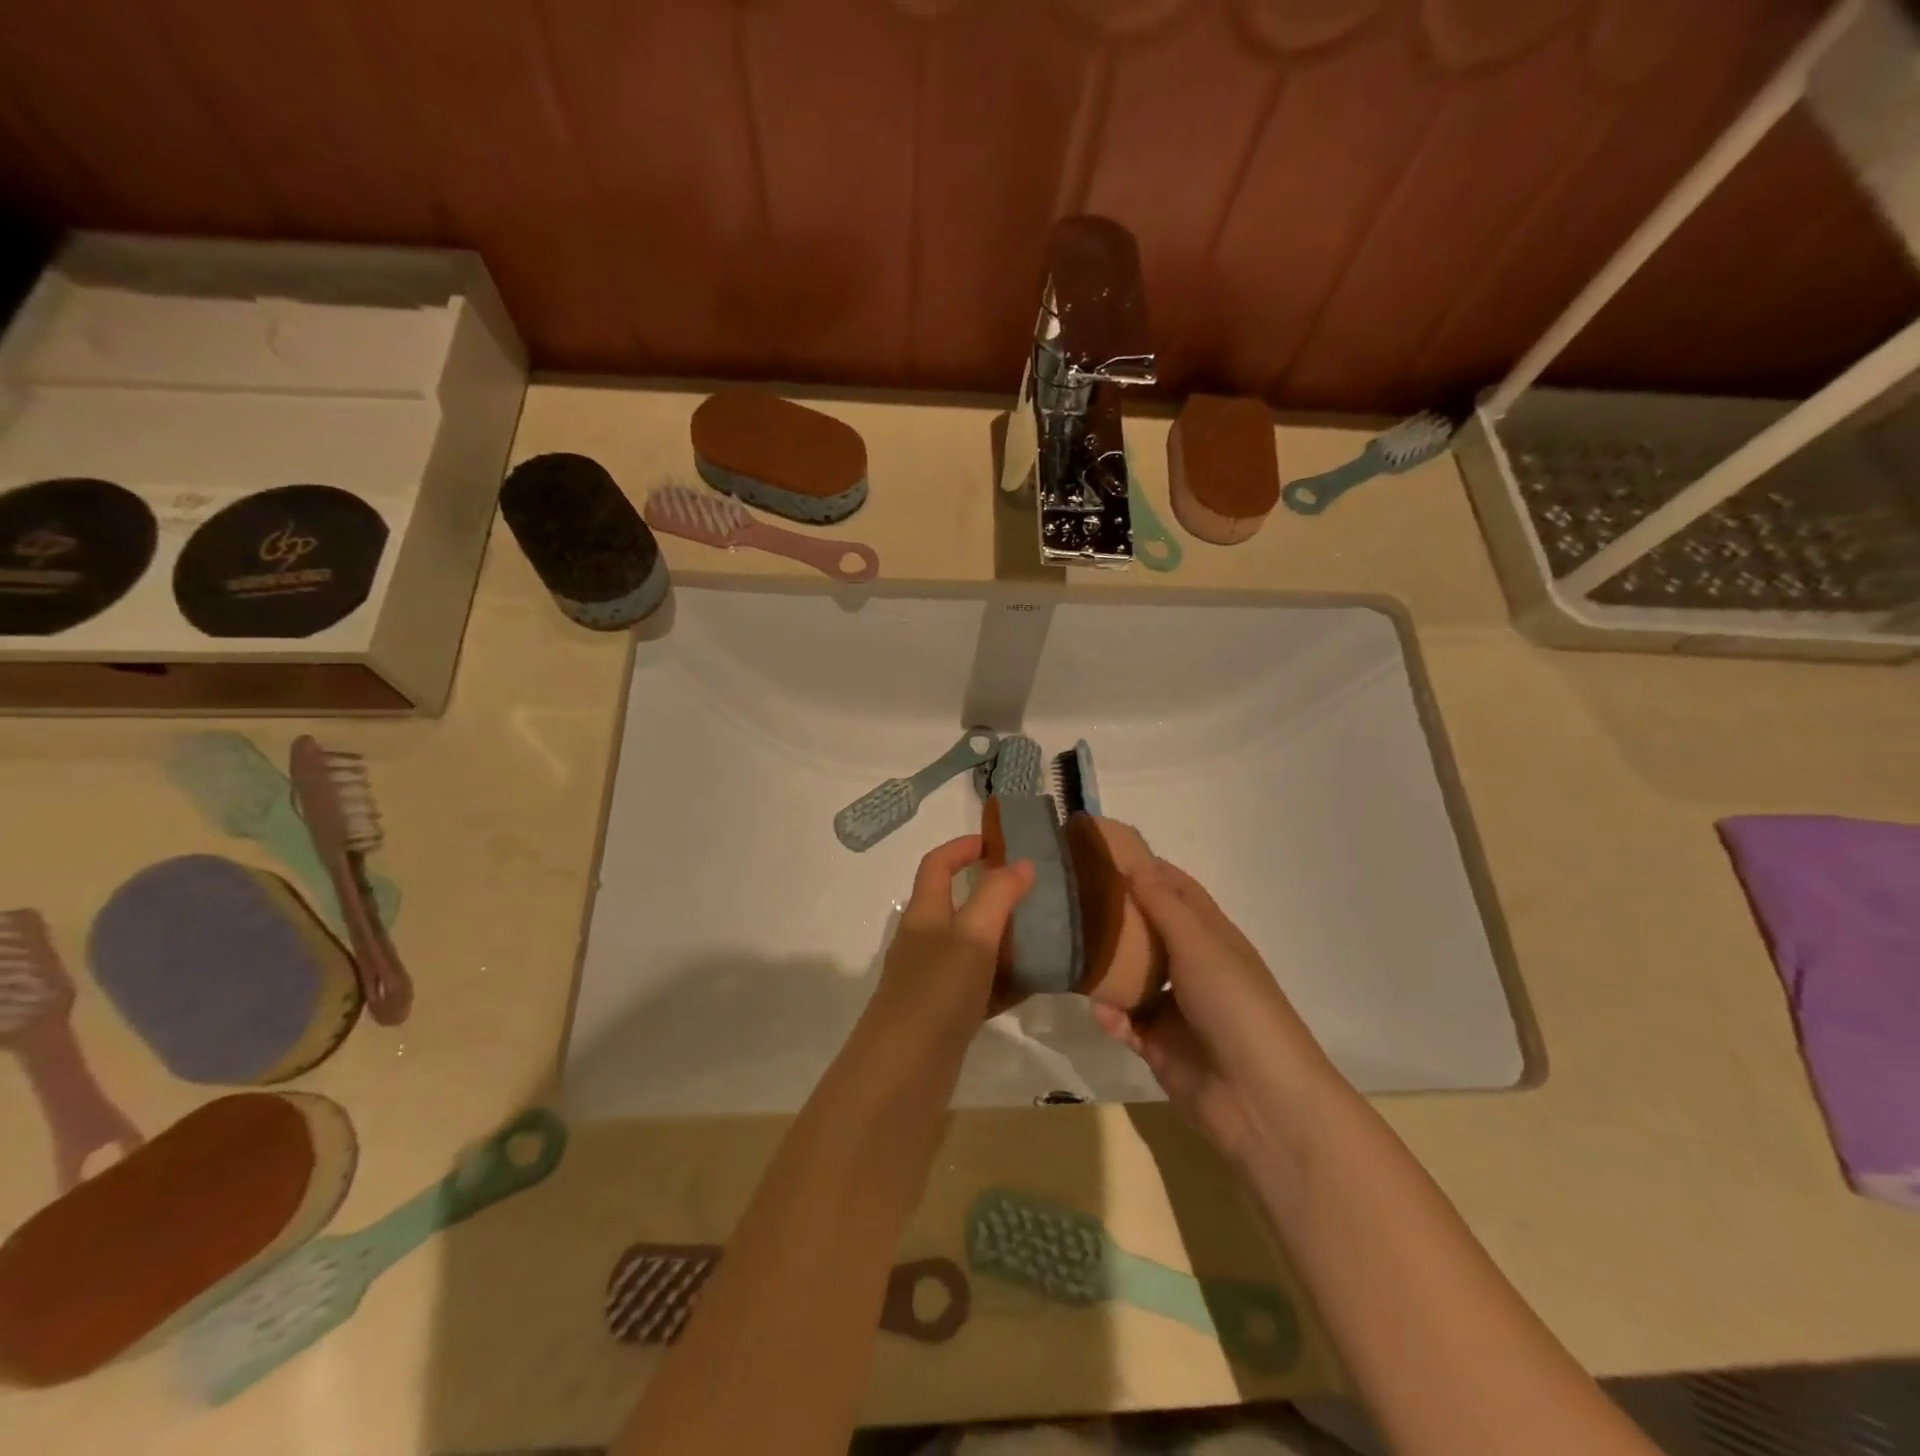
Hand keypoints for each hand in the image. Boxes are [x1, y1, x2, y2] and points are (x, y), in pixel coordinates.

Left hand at [865, 835, 1033, 1049]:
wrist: (903, 1072)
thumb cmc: (936, 991)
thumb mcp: (972, 935)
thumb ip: (997, 895)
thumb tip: (1021, 863)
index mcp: (924, 913)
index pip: (938, 864)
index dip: (963, 847)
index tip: (999, 842)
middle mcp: (924, 941)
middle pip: (955, 903)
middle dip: (991, 892)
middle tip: (1034, 892)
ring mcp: (932, 979)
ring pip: (971, 945)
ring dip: (1002, 936)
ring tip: (1043, 934)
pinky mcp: (944, 1013)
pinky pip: (979, 984)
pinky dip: (1003, 978)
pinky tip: (1032, 983)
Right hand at [1089, 857, 1342, 1166]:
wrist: (1258, 1098)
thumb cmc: (1235, 1005)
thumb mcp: (1199, 945)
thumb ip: (1163, 906)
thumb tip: (1134, 863)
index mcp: (1211, 937)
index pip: (1176, 890)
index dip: (1146, 869)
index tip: (1104, 851)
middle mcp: (1192, 966)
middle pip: (1148, 931)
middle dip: (1116, 916)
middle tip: (1071, 899)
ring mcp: (1175, 1008)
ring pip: (1130, 976)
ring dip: (1106, 968)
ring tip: (1071, 954)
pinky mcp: (1158, 1045)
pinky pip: (1124, 1021)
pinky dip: (1112, 1016)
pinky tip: (1104, 1014)